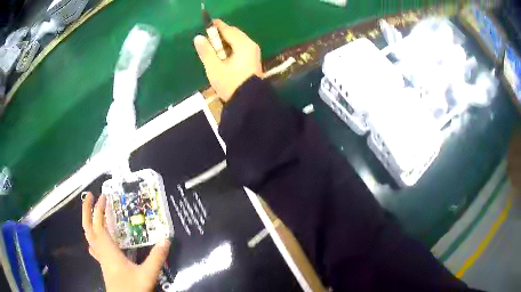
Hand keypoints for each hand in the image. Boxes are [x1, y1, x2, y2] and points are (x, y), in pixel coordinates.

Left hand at [82, 192, 170, 291]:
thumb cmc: (132, 288)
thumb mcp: (147, 274)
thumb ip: (156, 258)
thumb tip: (166, 239)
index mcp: (108, 250)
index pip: (99, 224)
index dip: (99, 209)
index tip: (104, 196)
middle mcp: (101, 251)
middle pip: (88, 227)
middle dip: (86, 210)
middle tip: (89, 195)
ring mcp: (101, 258)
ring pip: (89, 236)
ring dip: (88, 221)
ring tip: (91, 211)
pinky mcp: (103, 265)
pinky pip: (94, 246)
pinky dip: (92, 237)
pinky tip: (95, 239)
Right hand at [194, 19, 262, 101]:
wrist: (248, 102)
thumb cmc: (230, 84)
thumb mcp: (214, 68)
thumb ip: (206, 51)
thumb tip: (198, 37)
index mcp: (243, 44)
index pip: (228, 29)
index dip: (216, 26)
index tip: (206, 24)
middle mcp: (250, 45)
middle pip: (233, 34)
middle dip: (219, 35)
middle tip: (207, 40)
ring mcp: (253, 53)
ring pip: (236, 41)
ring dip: (224, 43)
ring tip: (212, 50)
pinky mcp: (252, 60)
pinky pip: (239, 48)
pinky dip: (229, 49)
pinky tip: (221, 56)